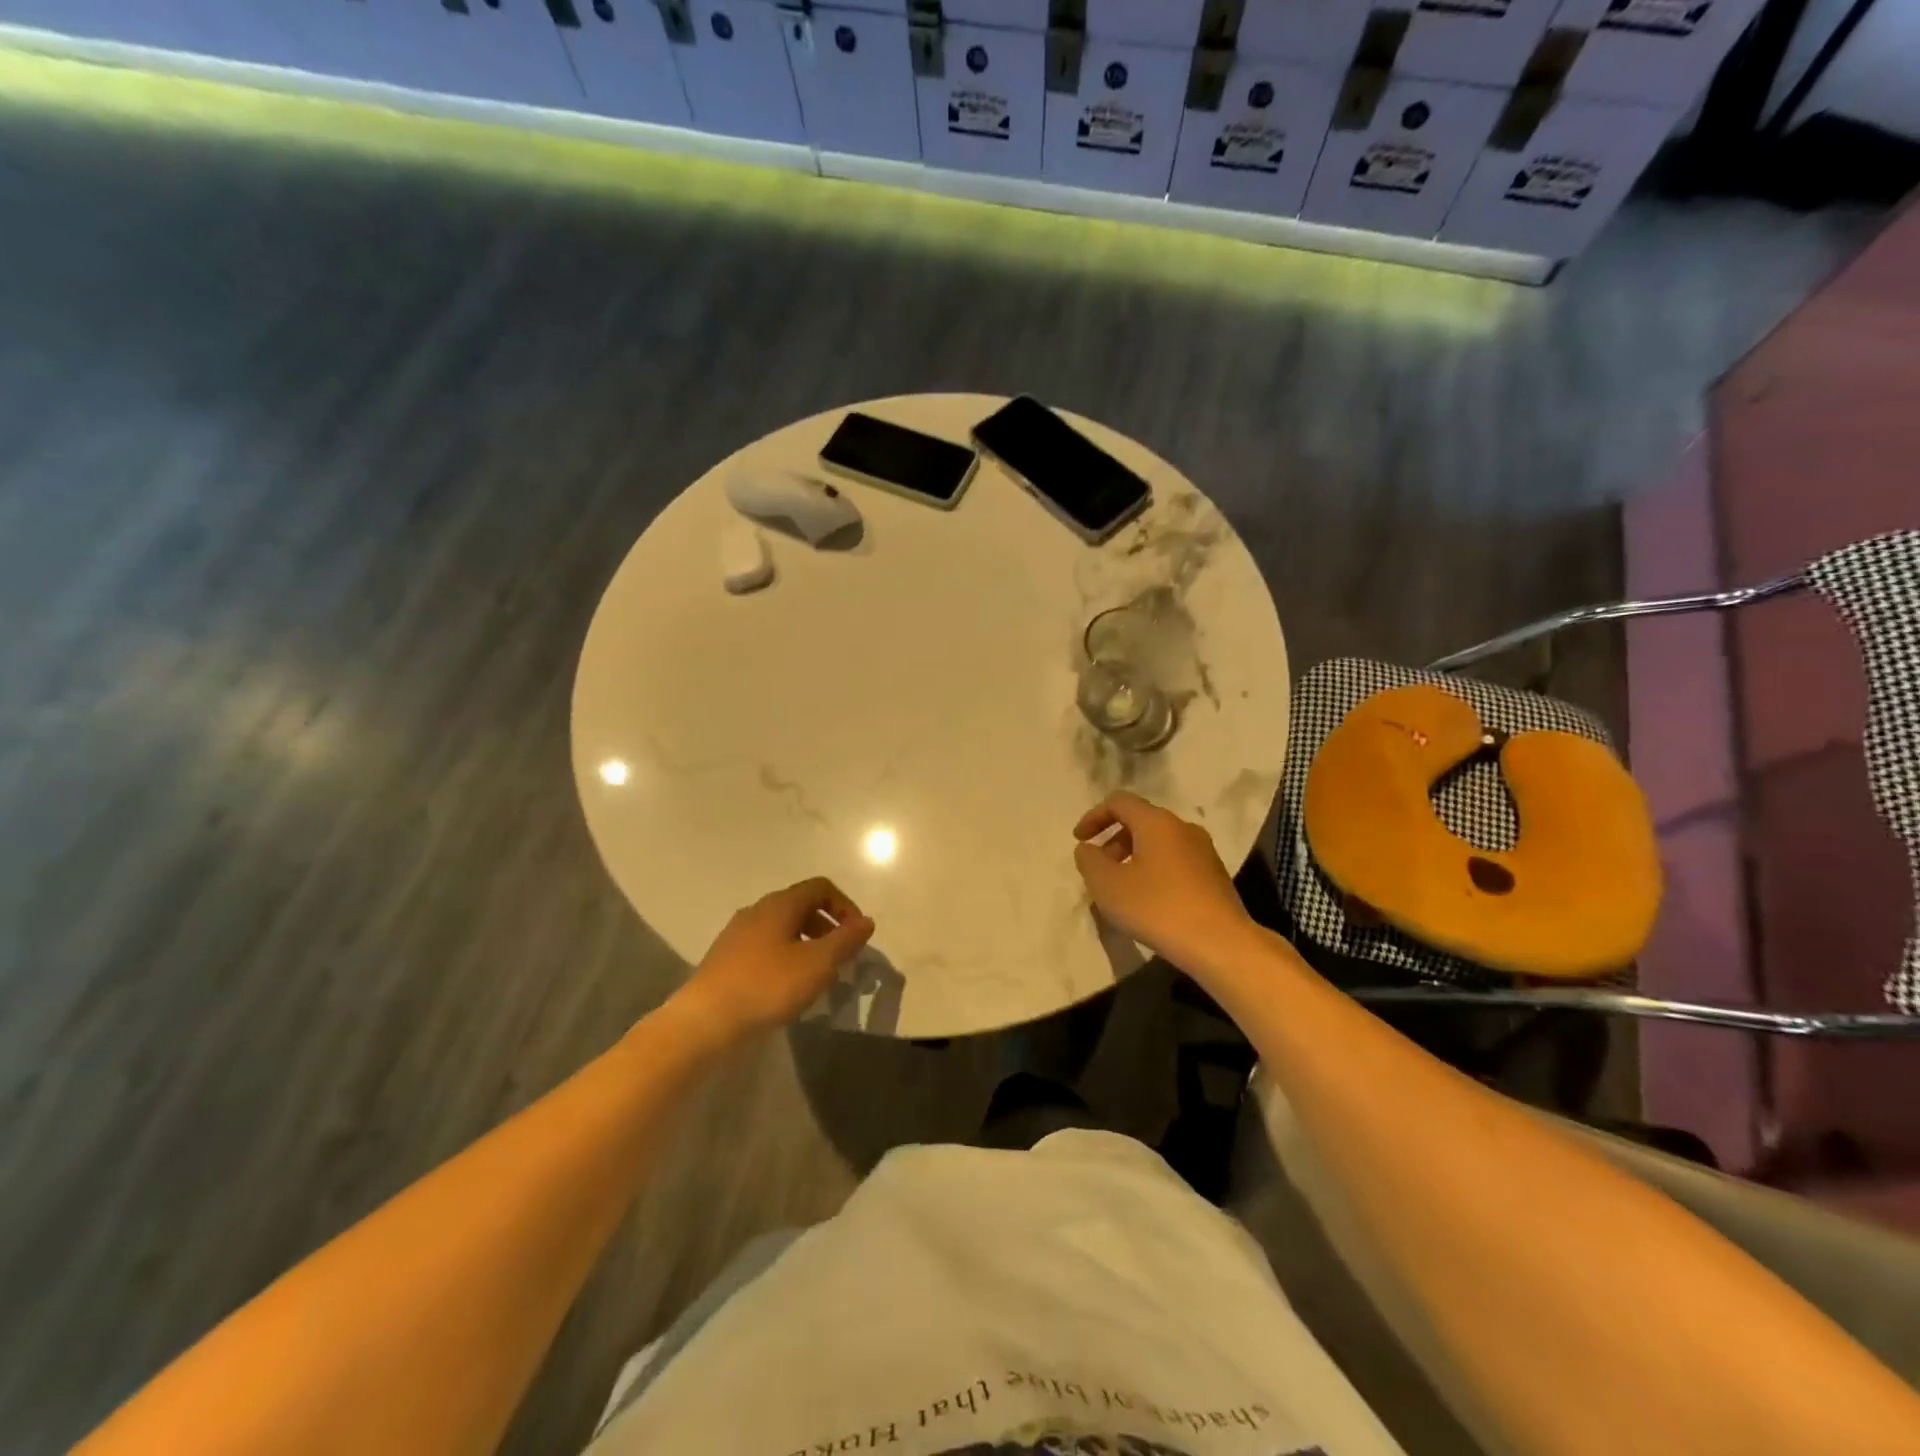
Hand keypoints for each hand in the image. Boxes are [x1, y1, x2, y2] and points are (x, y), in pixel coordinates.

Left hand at [673, 878, 874, 1046]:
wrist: (704, 1021)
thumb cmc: (767, 986)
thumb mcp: (818, 964)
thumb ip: (846, 940)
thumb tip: (866, 921)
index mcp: (780, 904)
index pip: (821, 887)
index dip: (845, 906)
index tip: (857, 936)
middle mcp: (758, 910)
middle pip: (802, 906)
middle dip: (828, 927)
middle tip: (841, 958)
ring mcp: (737, 934)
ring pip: (783, 929)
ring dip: (807, 945)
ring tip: (817, 976)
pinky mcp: (726, 958)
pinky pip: (765, 947)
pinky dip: (785, 958)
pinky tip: (787, 988)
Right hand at [1072, 792, 1252, 969]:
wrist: (1221, 944)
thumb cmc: (1158, 908)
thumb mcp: (1108, 885)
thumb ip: (1089, 861)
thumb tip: (1088, 849)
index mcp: (1157, 822)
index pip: (1119, 802)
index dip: (1094, 817)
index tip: (1079, 841)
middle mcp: (1183, 828)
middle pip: (1141, 821)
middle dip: (1113, 840)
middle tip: (1099, 869)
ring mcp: (1204, 851)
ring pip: (1159, 843)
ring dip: (1133, 858)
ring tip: (1121, 889)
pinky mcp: (1215, 876)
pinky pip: (1175, 862)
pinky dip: (1154, 871)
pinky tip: (1149, 902)